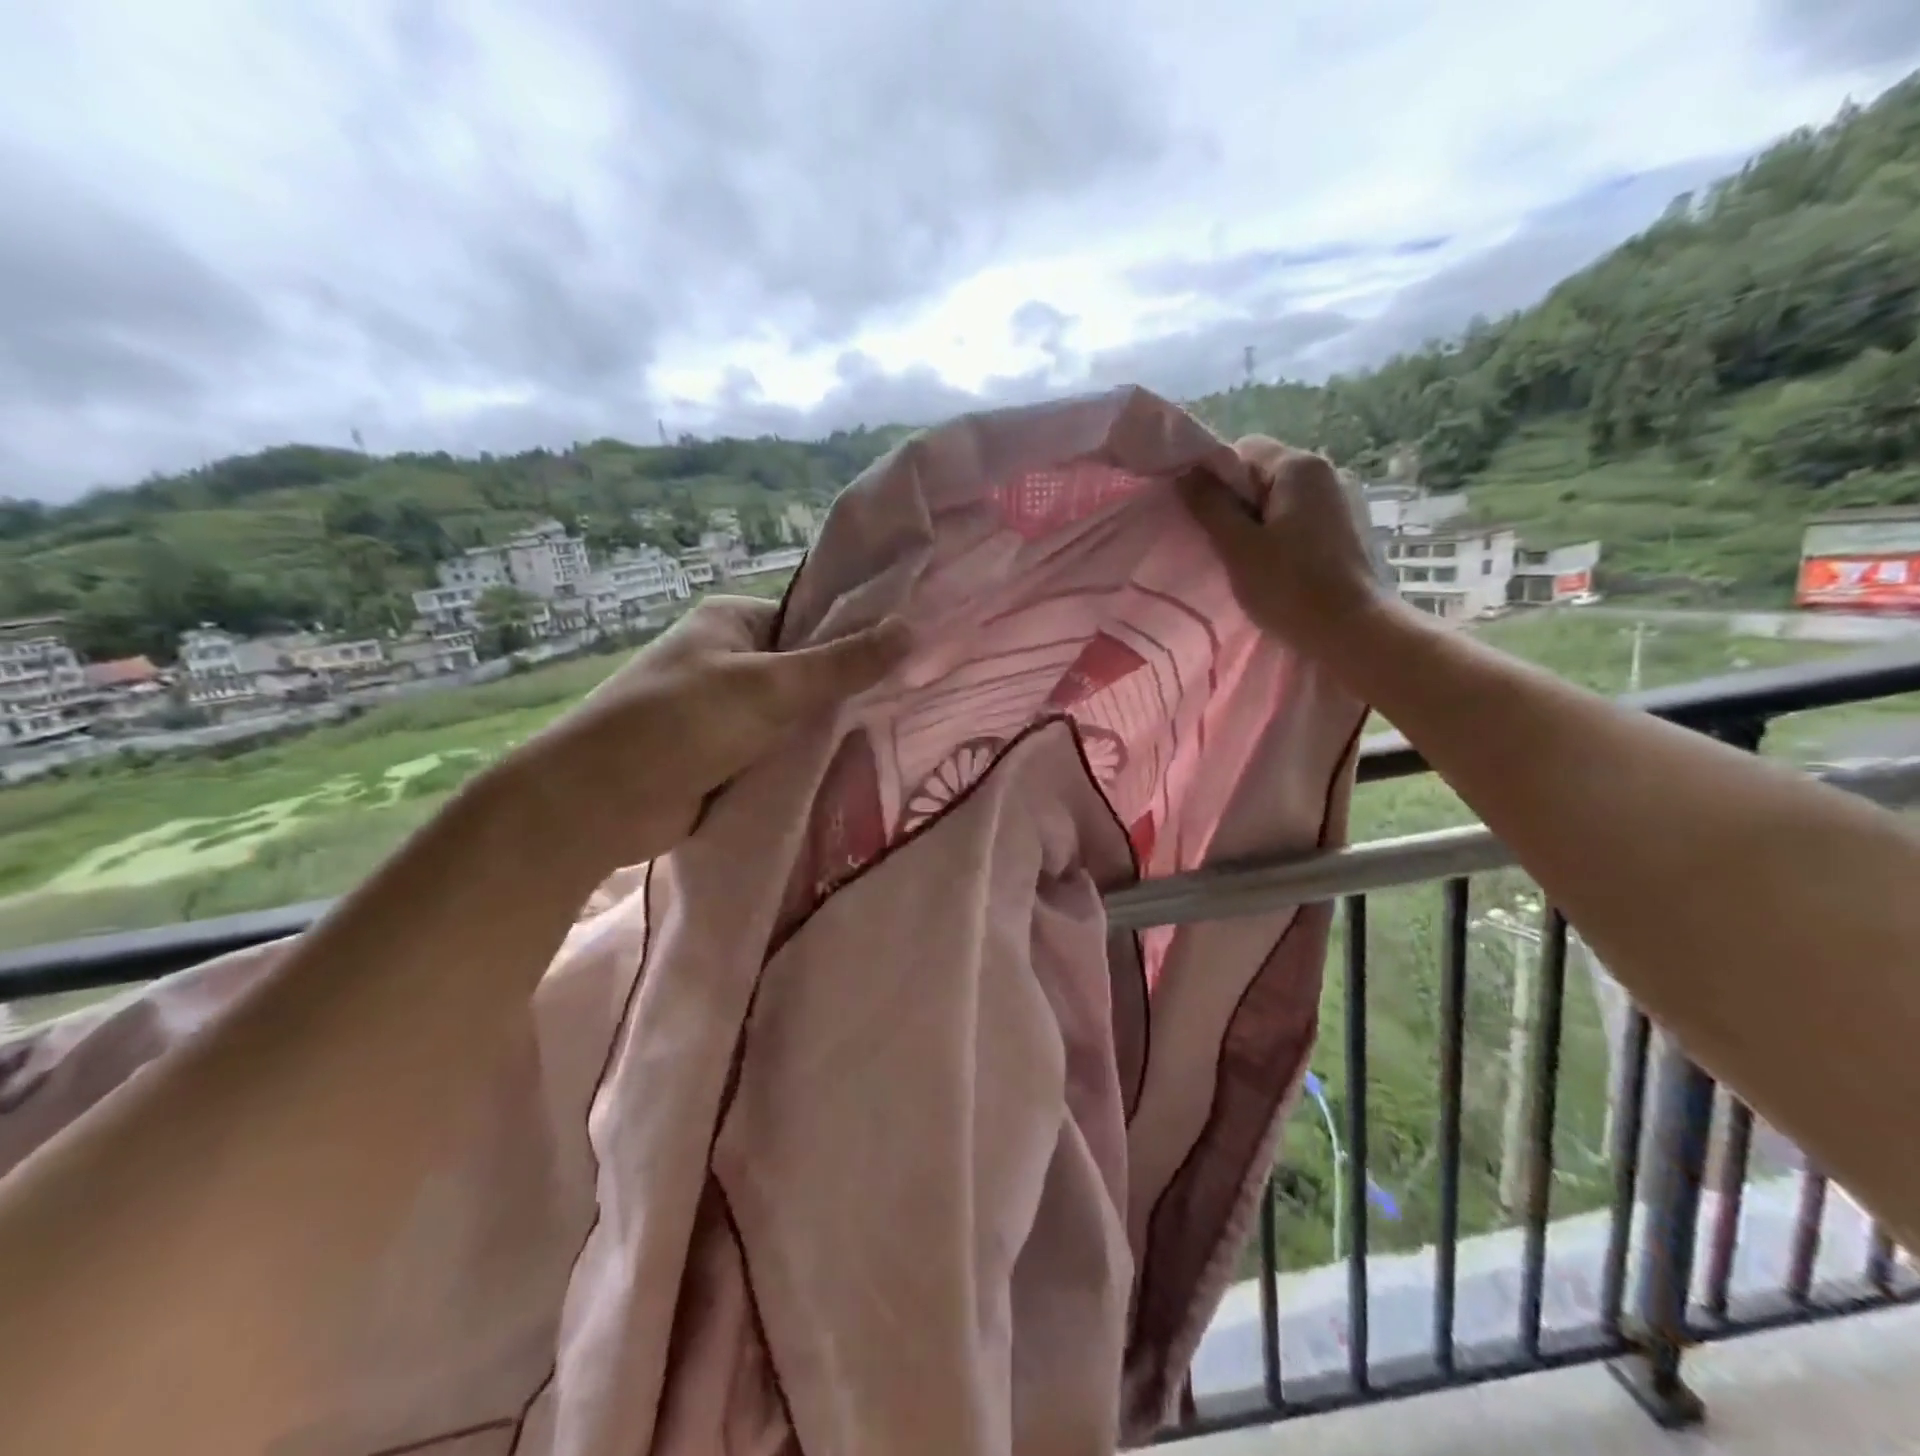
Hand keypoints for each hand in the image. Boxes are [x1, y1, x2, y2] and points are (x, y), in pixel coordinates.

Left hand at [497, 596, 910, 871]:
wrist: (598, 802)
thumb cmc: (681, 723)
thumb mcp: (771, 687)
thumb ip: (842, 663)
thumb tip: (912, 628)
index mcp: (735, 621)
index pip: (813, 620)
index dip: (858, 638)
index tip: (909, 661)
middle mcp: (731, 659)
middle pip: (807, 670)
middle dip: (845, 691)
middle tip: (906, 705)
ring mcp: (727, 710)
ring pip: (795, 715)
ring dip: (825, 730)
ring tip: (890, 738)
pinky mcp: (726, 755)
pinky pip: (779, 750)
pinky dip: (804, 759)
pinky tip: (848, 768)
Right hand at [1179, 435, 1392, 656]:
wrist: (1354, 631)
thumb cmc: (1290, 587)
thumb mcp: (1238, 547)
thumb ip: (1209, 505)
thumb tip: (1185, 472)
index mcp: (1300, 467)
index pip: (1243, 450)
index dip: (1216, 480)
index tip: (1207, 520)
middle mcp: (1328, 472)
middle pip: (1263, 474)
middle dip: (1238, 504)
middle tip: (1225, 546)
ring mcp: (1343, 501)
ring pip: (1282, 500)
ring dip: (1259, 523)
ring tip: (1250, 562)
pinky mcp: (1349, 529)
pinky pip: (1301, 520)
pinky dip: (1282, 536)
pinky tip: (1279, 569)